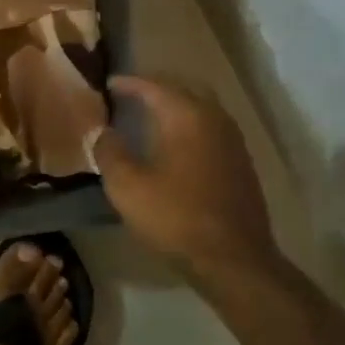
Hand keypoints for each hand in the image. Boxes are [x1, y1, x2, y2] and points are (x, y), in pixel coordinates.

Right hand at [94, 76, 288, 290]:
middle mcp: (214, 118)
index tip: (108, 84)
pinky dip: (190, 125)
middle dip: (156, 88)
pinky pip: (211, 128)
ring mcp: (233, 140)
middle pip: (183, 88)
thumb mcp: (127, 187)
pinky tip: (177, 144)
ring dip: (176, 106)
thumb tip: (102, 132)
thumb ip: (109, 152)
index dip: (128, 83)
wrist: (234, 260)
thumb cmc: (176, 218)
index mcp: (186, 115)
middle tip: (131, 94)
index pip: (153, 85)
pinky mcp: (241, 163)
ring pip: (201, 107)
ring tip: (150, 116)